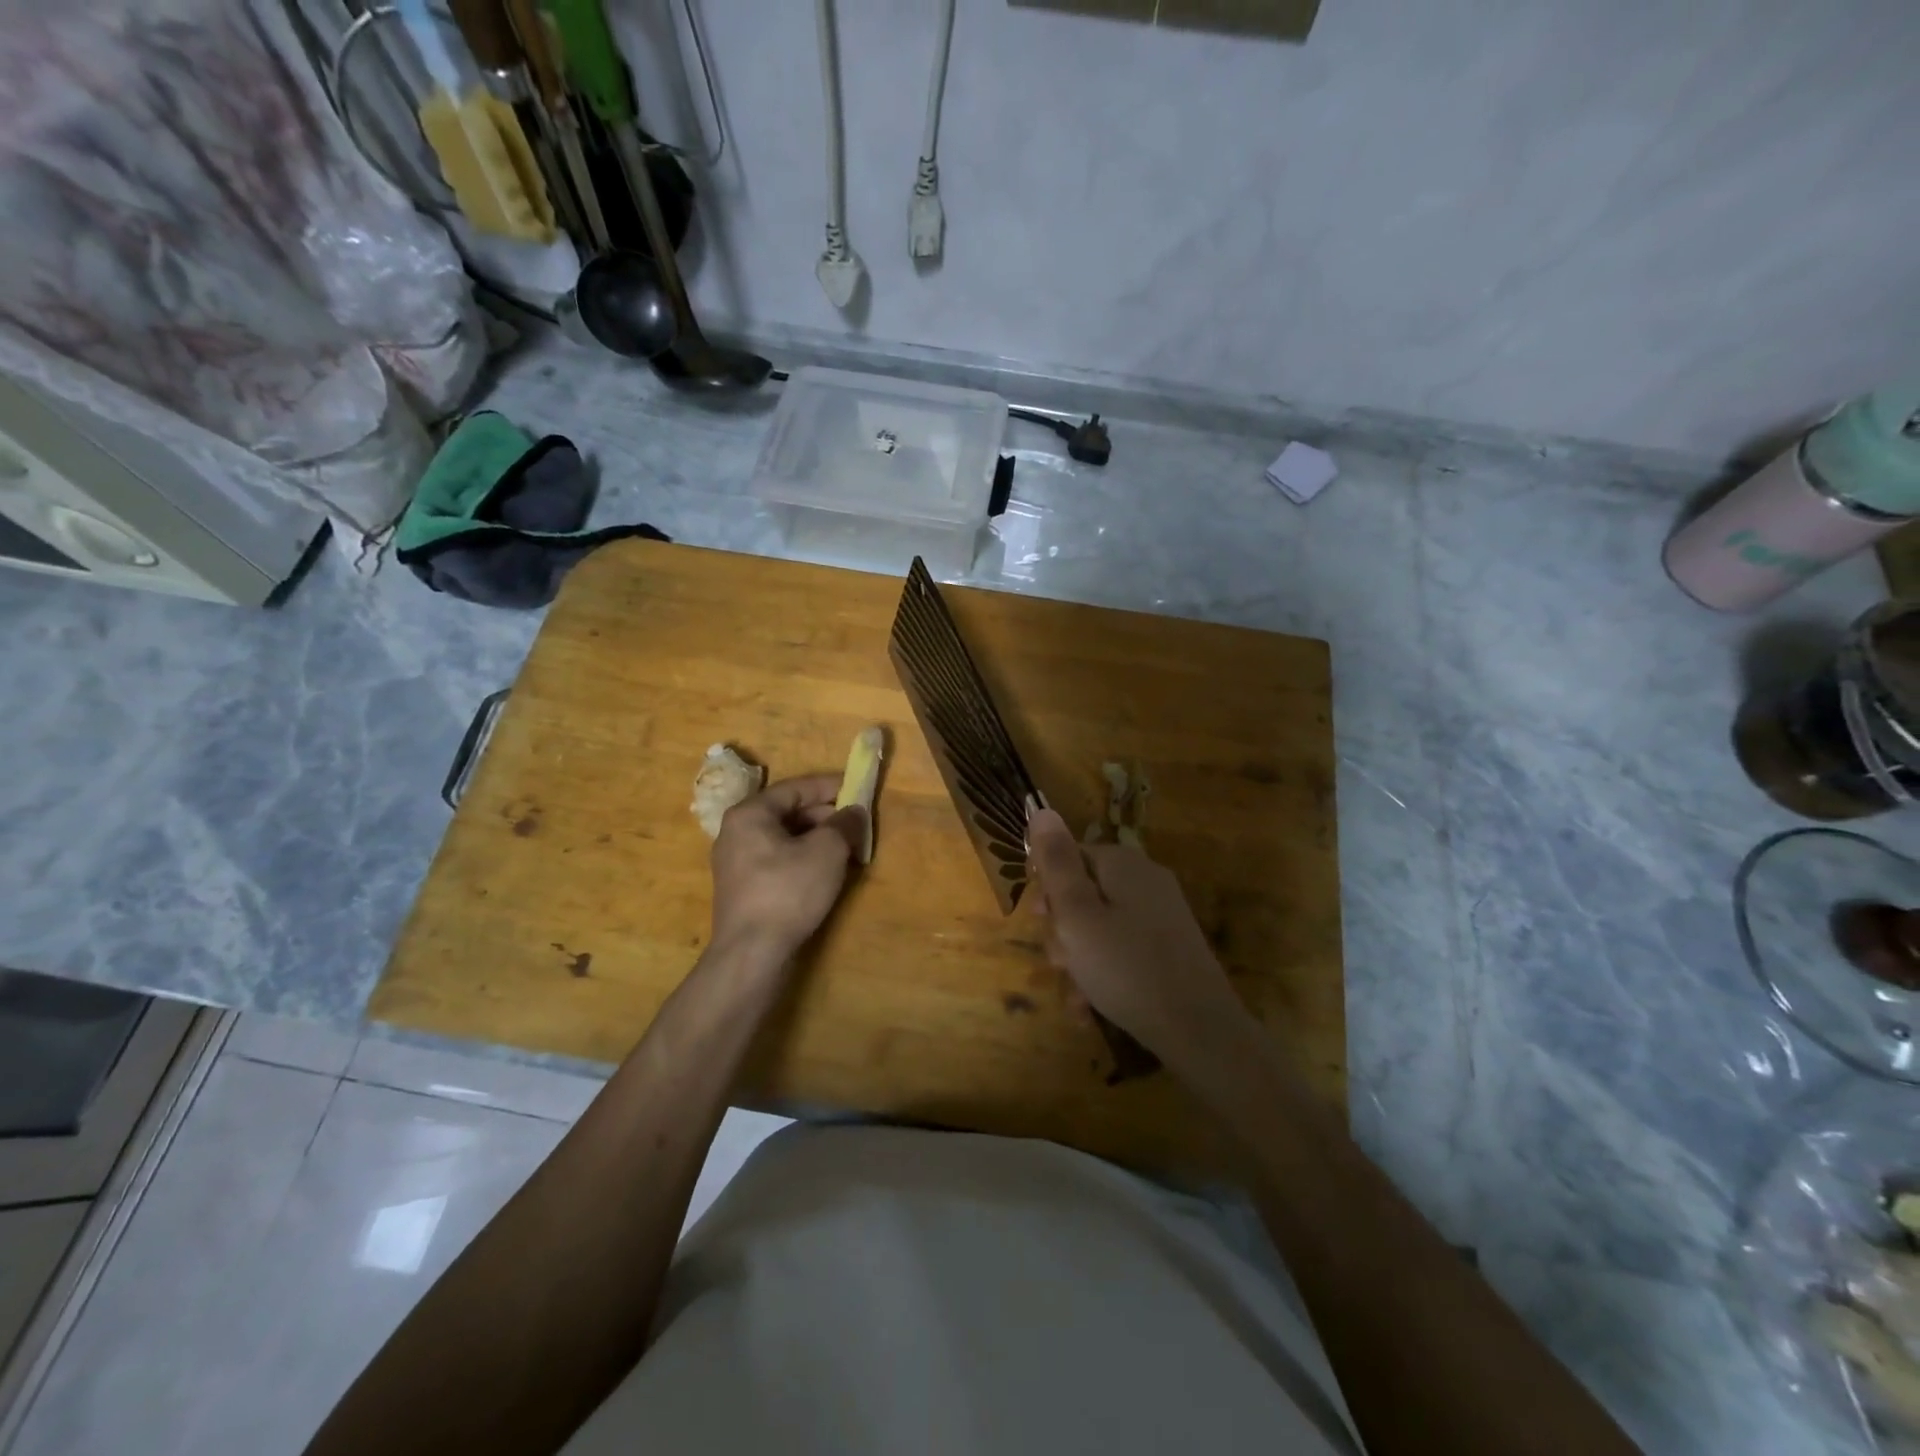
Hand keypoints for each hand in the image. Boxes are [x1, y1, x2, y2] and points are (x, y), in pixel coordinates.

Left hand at [710, 775, 865, 959]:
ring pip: (783, 837)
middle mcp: (736, 832)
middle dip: (825, 815)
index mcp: (750, 813)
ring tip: (846, 848)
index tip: (857, 787)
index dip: (830, 786)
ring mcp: (735, 862)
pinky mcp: (742, 888)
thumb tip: (854, 812)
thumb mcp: (827, 851)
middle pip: (787, 811)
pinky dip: (802, 857)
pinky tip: (825, 871)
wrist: (752, 953)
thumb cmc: (788, 891)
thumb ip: (844, 824)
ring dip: (816, 838)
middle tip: (855, 823)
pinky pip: (777, 859)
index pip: (795, 788)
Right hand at [1027, 808, 1254, 1073]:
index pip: (1069, 855)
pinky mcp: (1169, 946)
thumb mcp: (1077, 914)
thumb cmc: (1125, 967)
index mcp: (1123, 864)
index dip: (1047, 887)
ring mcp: (1161, 914)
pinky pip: (1122, 948)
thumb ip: (1056, 863)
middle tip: (1059, 962)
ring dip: (1078, 958)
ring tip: (1076, 996)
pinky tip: (1090, 1007)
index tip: (1040, 921)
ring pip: (1099, 926)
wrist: (1199, 1029)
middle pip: (1084, 892)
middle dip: (1063, 929)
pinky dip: (1103, 972)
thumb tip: (1041, 809)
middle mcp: (1145, 880)